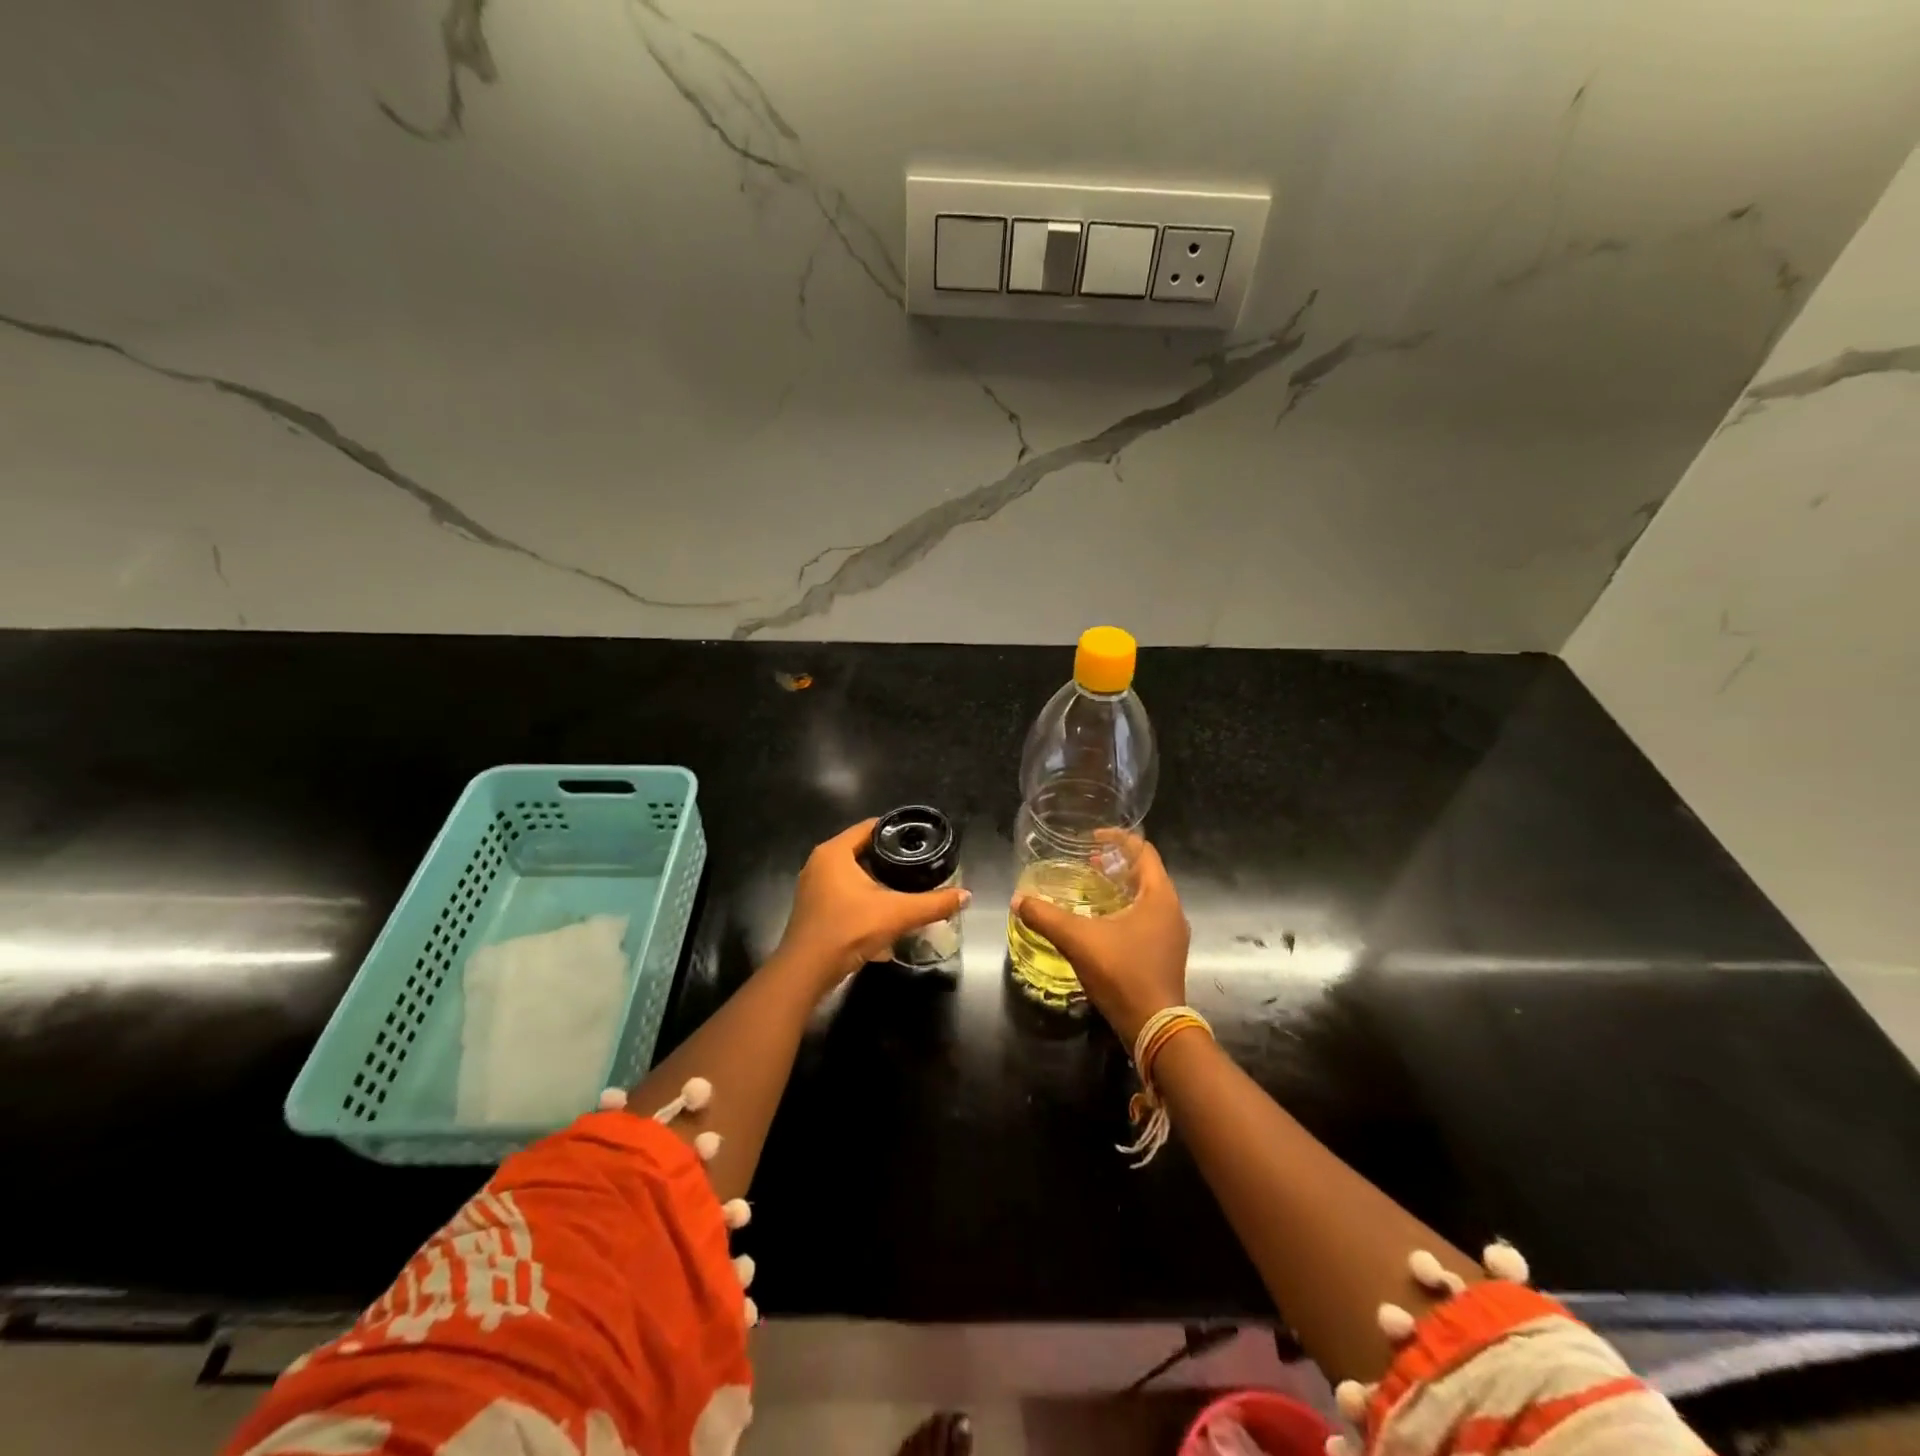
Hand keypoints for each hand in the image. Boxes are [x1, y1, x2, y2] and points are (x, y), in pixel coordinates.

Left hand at [774, 819, 969, 990]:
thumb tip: (966, 896)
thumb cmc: (848, 930)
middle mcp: (820, 863)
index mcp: (835, 852)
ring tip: (906, 884)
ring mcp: (813, 886)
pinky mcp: (813, 908)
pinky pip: (844, 891)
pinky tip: (884, 909)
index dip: (896, 830)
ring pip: (852, 873)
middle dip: (889, 856)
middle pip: (862, 849)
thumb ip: (933, 904)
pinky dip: (864, 895)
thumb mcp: (897, 914)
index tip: (921, 839)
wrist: (806, 972)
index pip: (870, 827)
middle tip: (918, 862)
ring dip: (876, 878)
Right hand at [1012, 834, 1188, 1045]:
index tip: (1092, 837)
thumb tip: (1018, 900)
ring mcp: (1172, 933)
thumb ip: (1046, 917)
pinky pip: (1148, 917)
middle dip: (1117, 863)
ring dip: (1122, 887)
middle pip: (1146, 872)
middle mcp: (1171, 909)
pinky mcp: (1167, 953)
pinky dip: (1127, 909)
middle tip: (1087, 862)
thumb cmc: (1122, 973)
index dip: (1118, 839)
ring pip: (1147, 896)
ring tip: (1092, 888)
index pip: (1144, 851)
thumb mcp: (1078, 940)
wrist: (1154, 1026)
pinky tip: (1102, 922)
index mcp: (1159, 896)